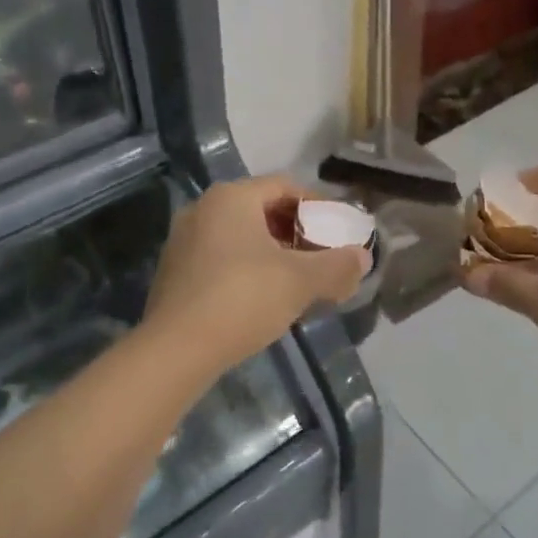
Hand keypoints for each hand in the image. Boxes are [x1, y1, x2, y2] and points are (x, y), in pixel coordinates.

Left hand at [144, 175, 370, 372]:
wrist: (176, 350)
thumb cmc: (243, 299)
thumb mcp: (301, 281)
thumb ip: (337, 265)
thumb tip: (363, 257)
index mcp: (232, 197)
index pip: (285, 186)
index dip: (318, 205)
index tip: (339, 230)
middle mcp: (203, 208)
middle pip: (262, 210)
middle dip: (297, 231)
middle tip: (322, 256)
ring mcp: (183, 240)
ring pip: (241, 236)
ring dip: (273, 252)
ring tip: (298, 279)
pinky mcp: (174, 272)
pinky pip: (220, 257)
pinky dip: (247, 268)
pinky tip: (264, 297)